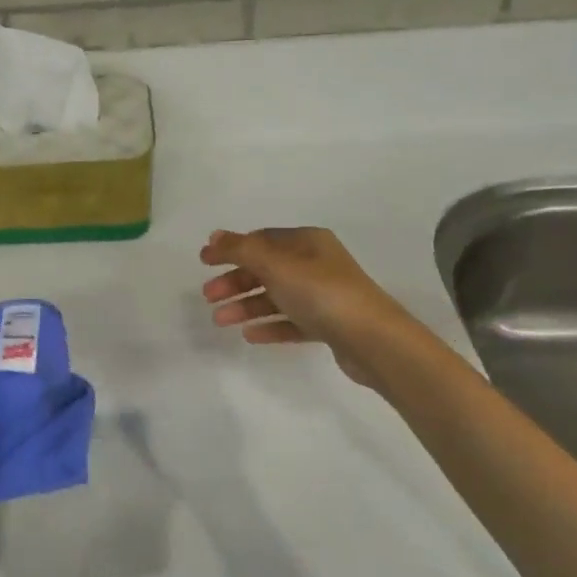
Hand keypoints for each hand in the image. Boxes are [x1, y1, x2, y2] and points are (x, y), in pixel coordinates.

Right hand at [200, 227, 415, 386]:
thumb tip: (214, 236)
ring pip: (275, 297)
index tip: (204, 262)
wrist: (372, 340)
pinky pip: (290, 321)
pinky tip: (249, 335)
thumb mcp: (275, 264)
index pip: (261, 239)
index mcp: (308, 242)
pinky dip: (269, 326)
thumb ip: (241, 249)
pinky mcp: (328, 325)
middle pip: (266, 269)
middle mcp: (316, 264)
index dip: (231, 249)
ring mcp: (324, 295)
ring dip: (246, 306)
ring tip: (220, 320)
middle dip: (234, 281)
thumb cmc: (321, 293)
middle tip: (208, 296)